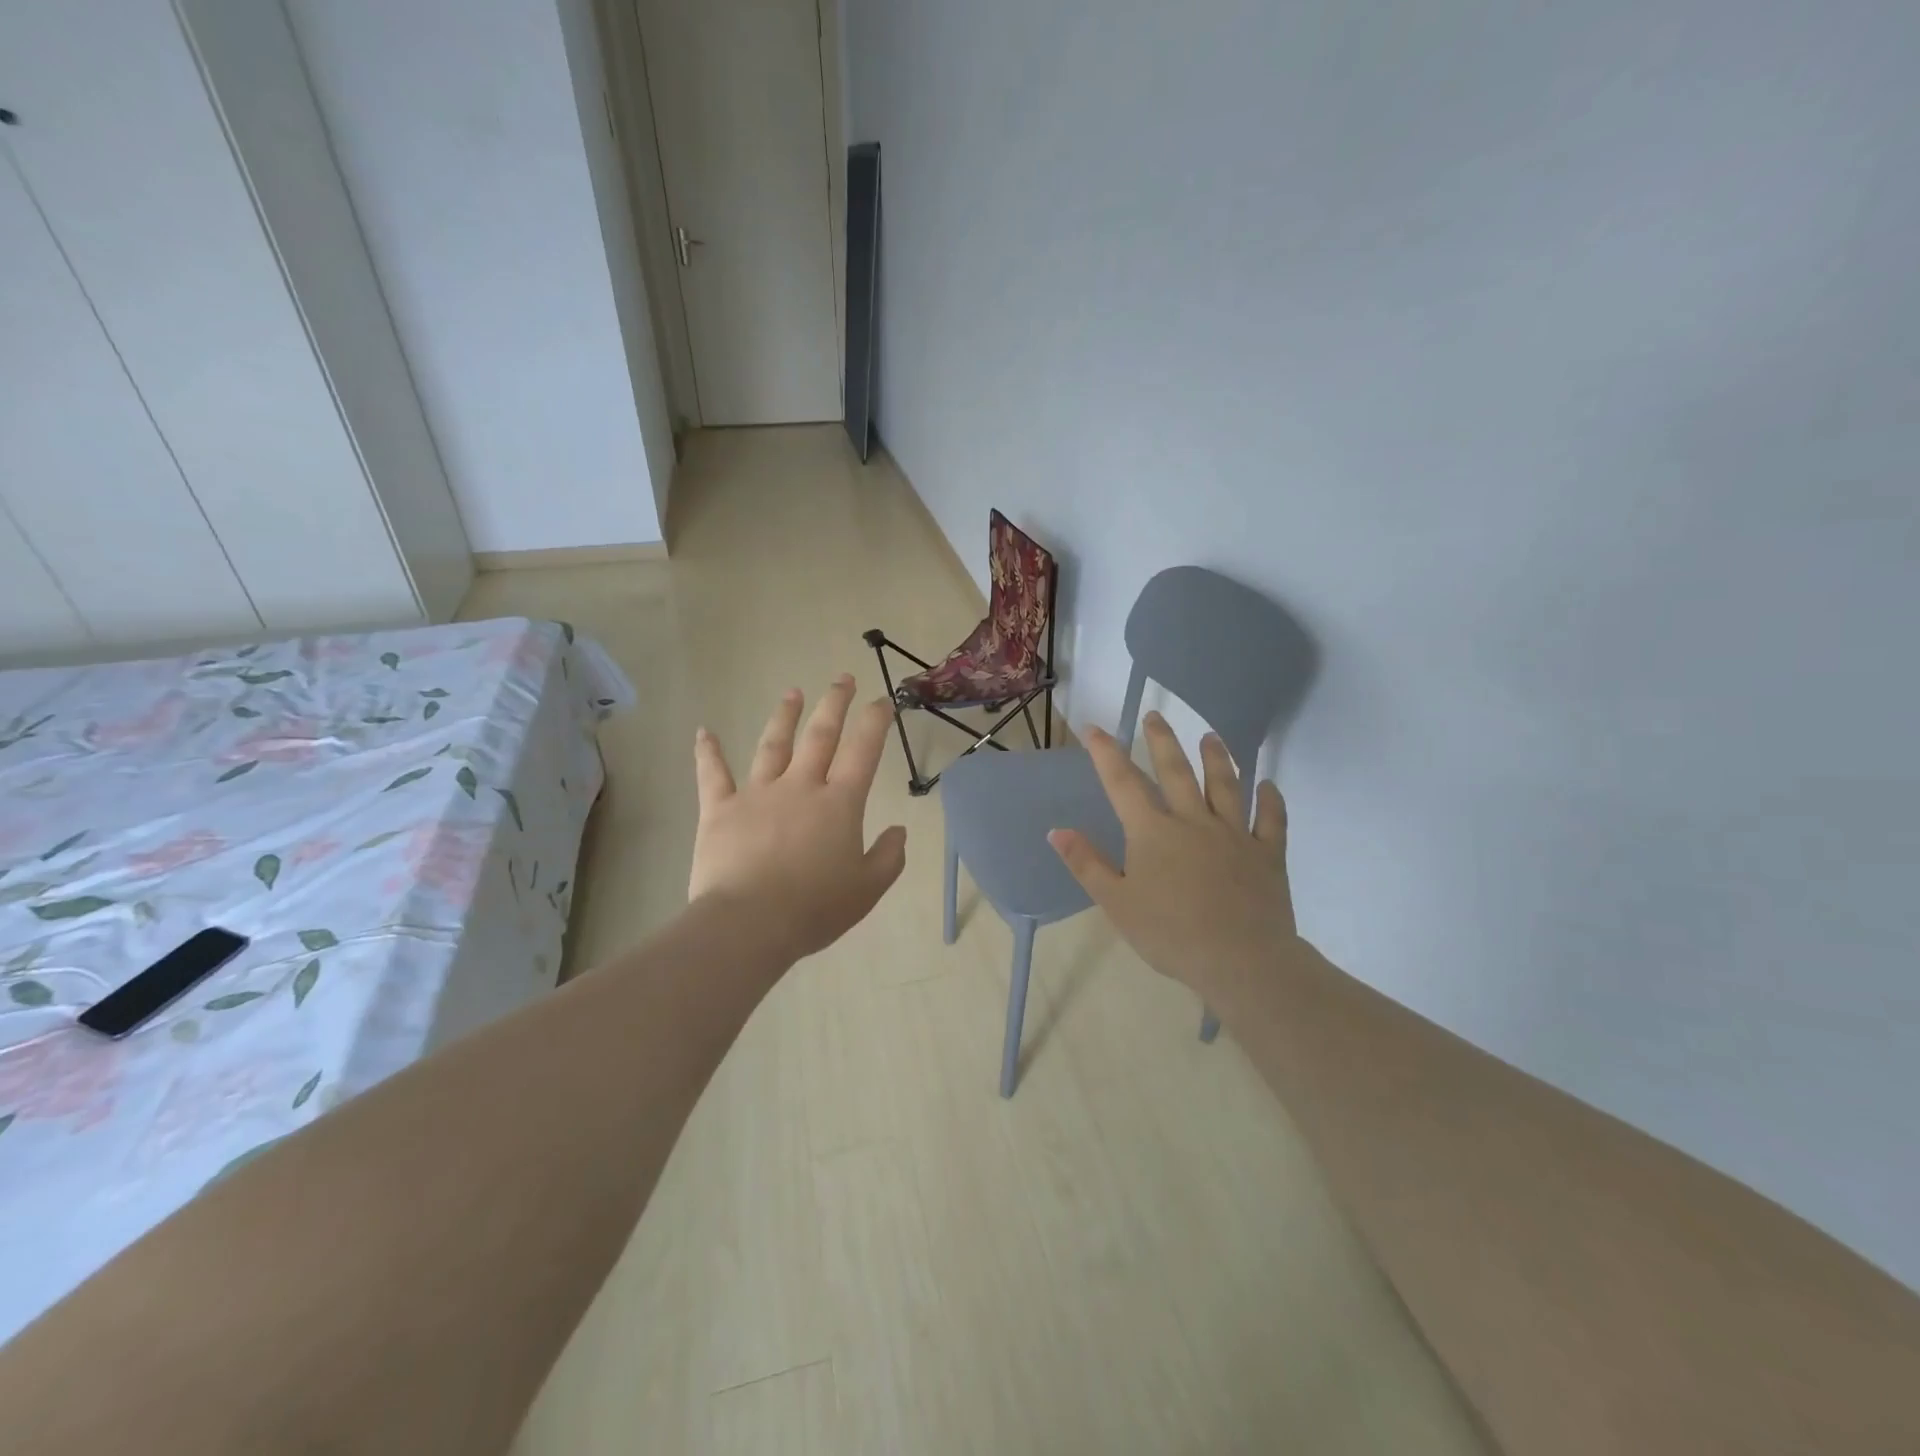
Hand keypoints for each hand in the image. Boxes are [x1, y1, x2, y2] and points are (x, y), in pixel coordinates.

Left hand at [689, 675, 907, 964]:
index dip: (875, 722)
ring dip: (785, 716)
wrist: (749, 924)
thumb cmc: (815, 908)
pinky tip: (705, 732)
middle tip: (843, 679)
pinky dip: (708, 752)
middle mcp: (801, 786)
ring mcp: (758, 793)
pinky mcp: (720, 809)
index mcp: (839, 803)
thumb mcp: (867, 889)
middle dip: (834, 703)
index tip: (883, 701)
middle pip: (820, 735)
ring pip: (773, 745)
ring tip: (793, 693)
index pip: (863, 751)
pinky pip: (713, 774)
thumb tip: (900, 831)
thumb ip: (888, 857)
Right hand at [1049, 712, 1294, 1003]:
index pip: (1123, 783)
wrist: (1241, 960)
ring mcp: (1234, 834)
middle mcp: (1193, 820)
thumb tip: (1056, 830)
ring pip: (1225, 785)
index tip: (1094, 728)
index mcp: (1153, 832)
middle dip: (1162, 741)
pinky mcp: (1267, 853)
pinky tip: (1269, 785)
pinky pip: (1271, 820)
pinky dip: (1271, 801)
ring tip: (1211, 736)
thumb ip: (1086, 863)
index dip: (1106, 753)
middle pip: (1176, 771)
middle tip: (1156, 715)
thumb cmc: (1170, 934)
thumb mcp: (1116, 903)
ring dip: (1218, 758)